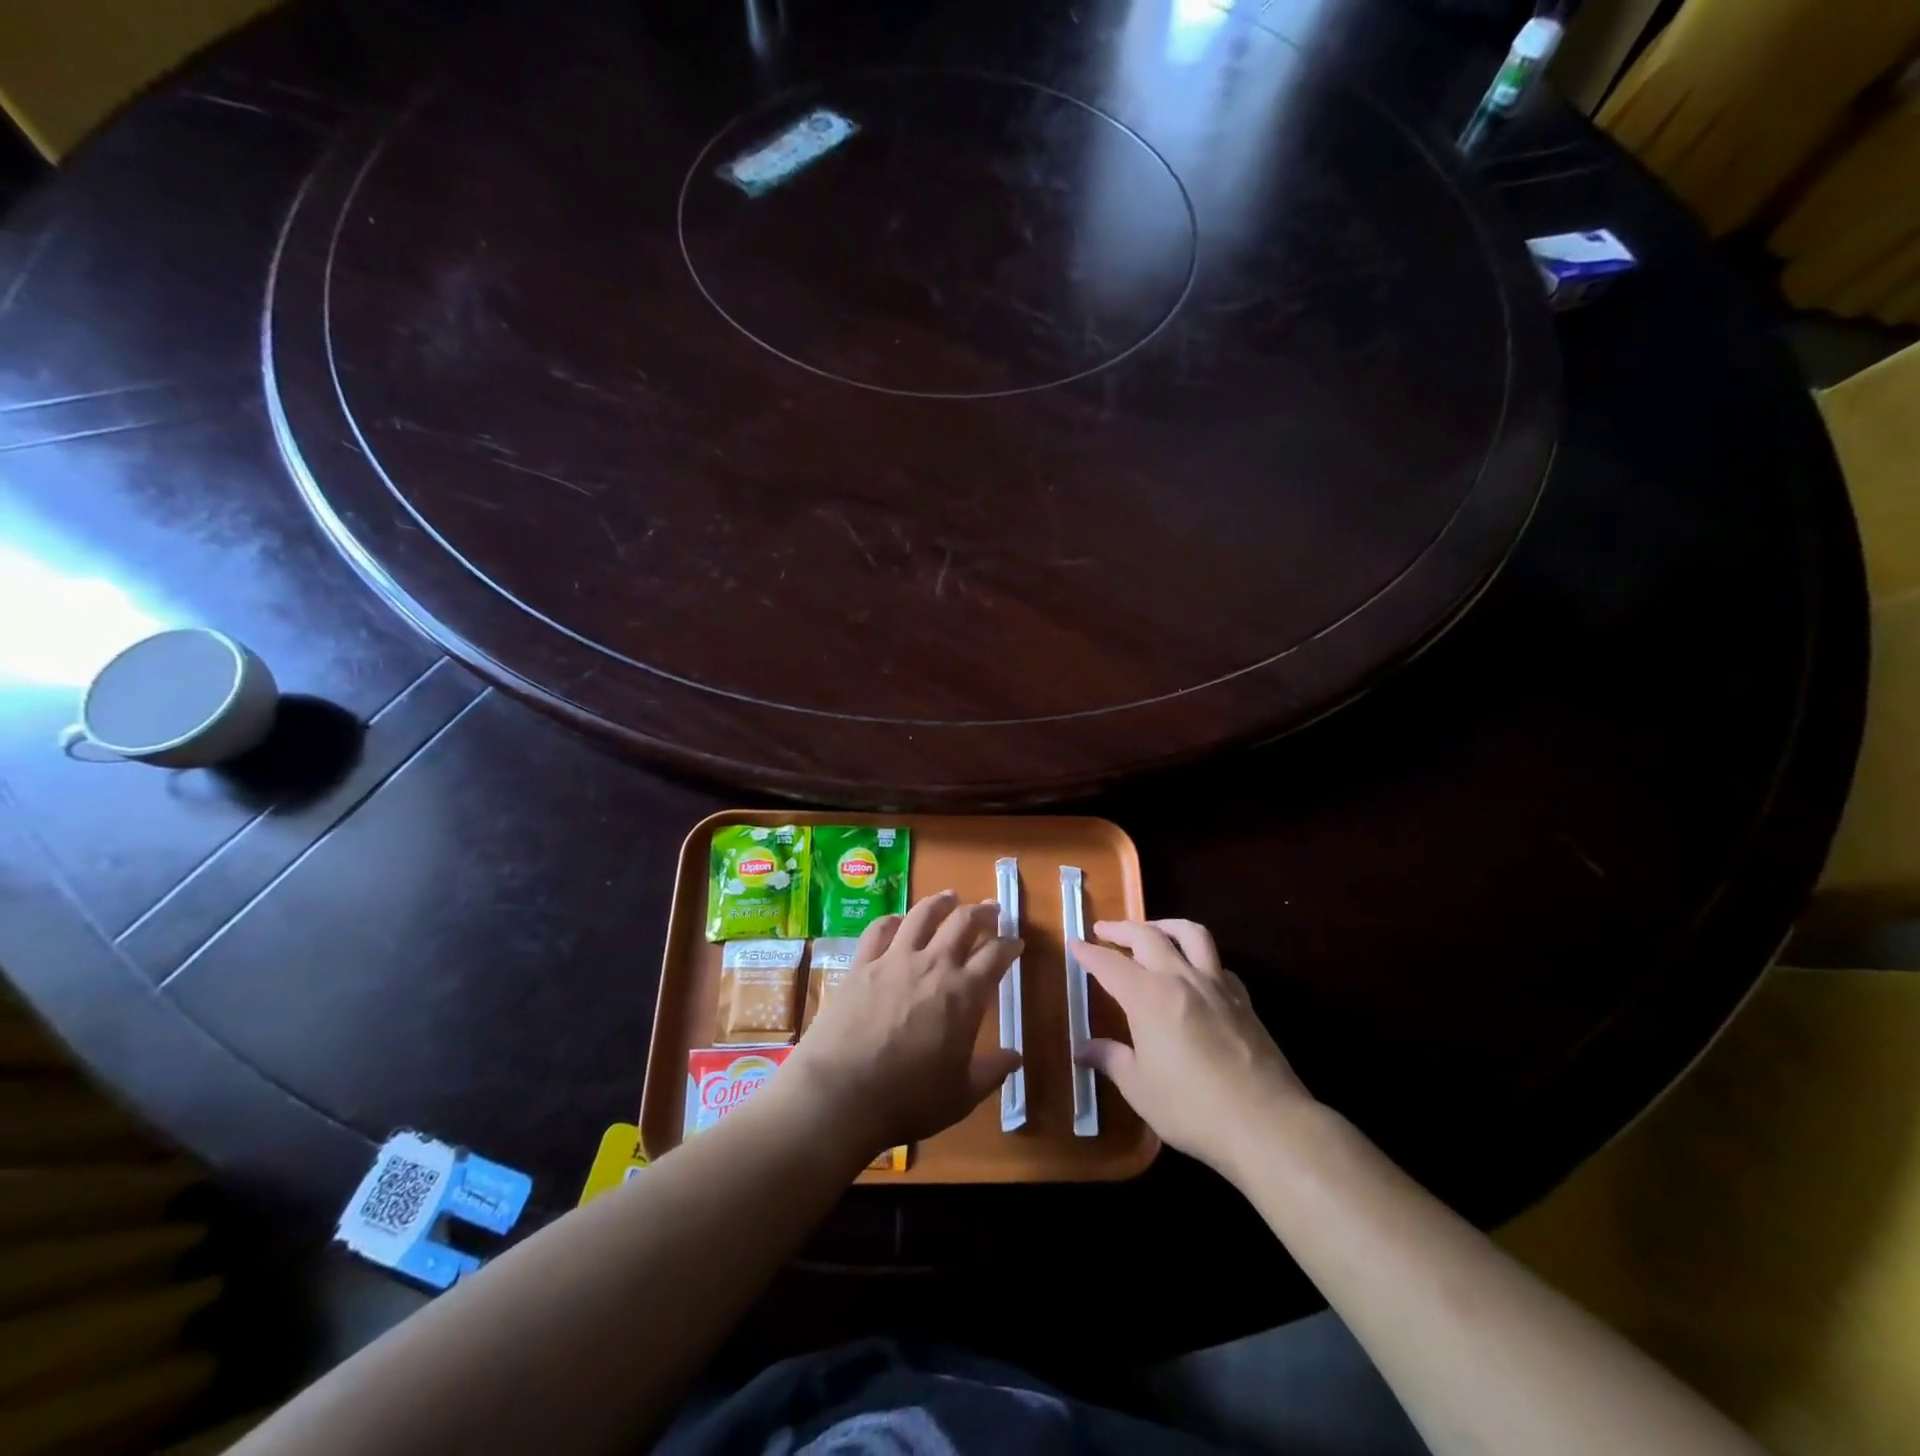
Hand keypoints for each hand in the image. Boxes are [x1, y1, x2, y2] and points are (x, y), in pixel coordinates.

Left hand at [781, 890, 1022, 1159]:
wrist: (840, 1094)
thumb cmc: (908, 1100)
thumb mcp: (961, 1095)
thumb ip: (992, 1072)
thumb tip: (1016, 1056)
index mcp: (964, 994)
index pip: (996, 956)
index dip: (1009, 945)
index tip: (1016, 942)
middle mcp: (933, 965)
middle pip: (963, 922)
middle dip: (982, 912)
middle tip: (991, 910)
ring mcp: (894, 960)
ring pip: (923, 915)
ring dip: (941, 902)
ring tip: (950, 897)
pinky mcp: (861, 964)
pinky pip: (880, 929)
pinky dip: (894, 920)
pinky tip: (898, 921)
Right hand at [1075, 920, 1310, 1180]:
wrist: (1266, 1124)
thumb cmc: (1192, 1108)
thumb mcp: (1140, 1088)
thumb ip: (1111, 1060)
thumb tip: (1083, 1049)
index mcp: (1148, 996)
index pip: (1110, 963)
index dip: (1089, 952)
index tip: (1074, 944)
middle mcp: (1180, 978)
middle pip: (1147, 936)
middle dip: (1121, 929)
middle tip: (1103, 930)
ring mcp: (1216, 985)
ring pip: (1190, 933)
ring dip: (1164, 925)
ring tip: (1152, 930)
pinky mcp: (1242, 999)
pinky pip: (1217, 962)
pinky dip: (1199, 956)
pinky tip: (1195, 972)